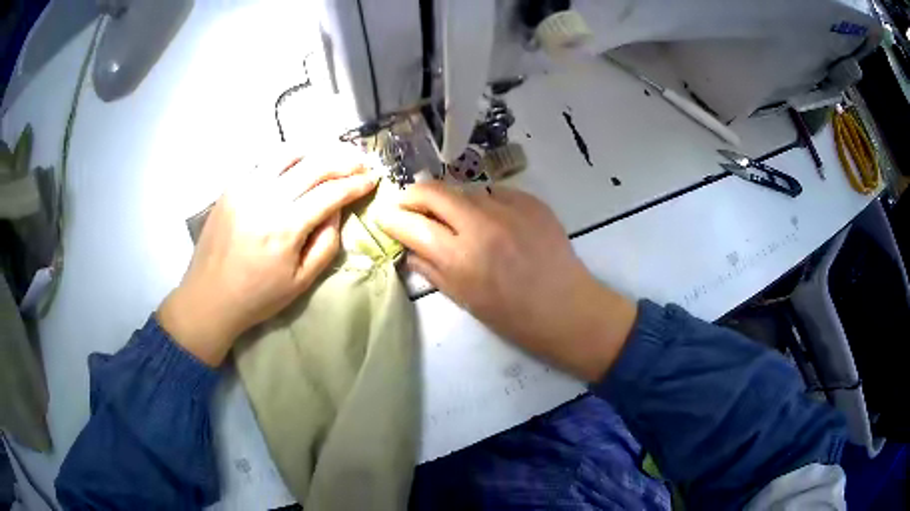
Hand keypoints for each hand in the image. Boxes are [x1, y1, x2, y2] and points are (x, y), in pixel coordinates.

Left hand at [158, 146, 377, 365]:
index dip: (356, 184)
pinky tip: (298, 163)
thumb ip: (326, 242)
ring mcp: (246, 187)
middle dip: (343, 160)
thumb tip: (338, 209)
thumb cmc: (258, 296)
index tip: (373, 179)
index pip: (331, 193)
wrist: (209, 297)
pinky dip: (288, 157)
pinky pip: (265, 160)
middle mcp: (266, 197)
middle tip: (360, 162)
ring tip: (332, 155)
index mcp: (286, 227)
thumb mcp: (302, 281)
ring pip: (288, 153)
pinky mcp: (232, 186)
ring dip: (316, 150)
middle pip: (314, 165)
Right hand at [377, 182, 636, 380]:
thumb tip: (409, 247)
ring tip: (455, 219)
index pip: (410, 224)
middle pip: (432, 190)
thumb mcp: (464, 300)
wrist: (567, 308)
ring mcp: (508, 208)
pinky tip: (492, 221)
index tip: (385, 217)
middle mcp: (480, 223)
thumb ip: (431, 269)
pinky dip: (484, 204)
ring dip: (451, 202)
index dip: (391, 218)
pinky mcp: (531, 201)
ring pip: (463, 190)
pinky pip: (495, 193)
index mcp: (460, 256)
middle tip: (408, 206)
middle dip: (412, 195)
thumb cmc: (514, 316)